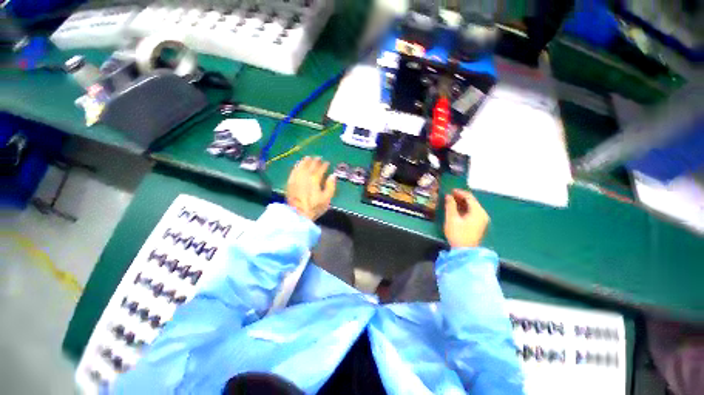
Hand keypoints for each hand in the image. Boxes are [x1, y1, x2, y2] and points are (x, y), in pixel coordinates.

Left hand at [286, 156, 336, 220]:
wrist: (298, 214)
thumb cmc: (314, 207)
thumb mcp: (327, 199)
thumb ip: (330, 186)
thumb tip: (332, 175)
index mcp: (315, 179)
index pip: (320, 169)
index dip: (324, 165)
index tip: (327, 163)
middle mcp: (305, 176)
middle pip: (310, 165)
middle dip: (315, 161)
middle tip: (318, 158)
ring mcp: (296, 178)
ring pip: (301, 166)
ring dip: (305, 161)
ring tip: (308, 158)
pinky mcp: (290, 182)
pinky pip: (294, 171)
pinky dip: (297, 166)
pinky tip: (298, 164)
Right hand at [444, 189, 489, 248]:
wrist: (465, 251)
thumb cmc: (458, 234)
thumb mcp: (451, 218)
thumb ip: (450, 205)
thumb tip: (449, 196)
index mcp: (477, 211)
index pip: (469, 197)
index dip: (459, 192)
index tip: (450, 190)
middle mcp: (482, 214)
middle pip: (472, 201)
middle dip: (461, 197)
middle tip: (450, 195)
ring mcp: (482, 220)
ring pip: (472, 207)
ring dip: (462, 203)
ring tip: (451, 201)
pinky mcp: (479, 224)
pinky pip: (472, 212)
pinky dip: (465, 209)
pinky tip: (457, 209)